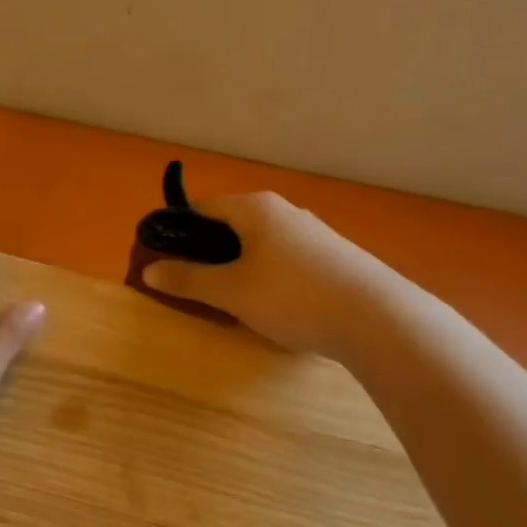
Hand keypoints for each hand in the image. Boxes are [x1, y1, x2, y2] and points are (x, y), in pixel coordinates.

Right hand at [141, 193, 391, 357]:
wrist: (376, 318)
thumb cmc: (292, 296)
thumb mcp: (231, 291)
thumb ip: (188, 279)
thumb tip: (149, 270)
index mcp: (255, 208)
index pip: (201, 208)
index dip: (176, 233)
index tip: (161, 261)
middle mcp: (283, 211)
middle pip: (230, 226)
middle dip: (206, 253)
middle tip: (191, 287)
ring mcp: (311, 233)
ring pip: (257, 244)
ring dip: (236, 267)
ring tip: (228, 300)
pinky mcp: (330, 256)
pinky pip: (282, 259)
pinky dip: (264, 275)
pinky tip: (269, 305)